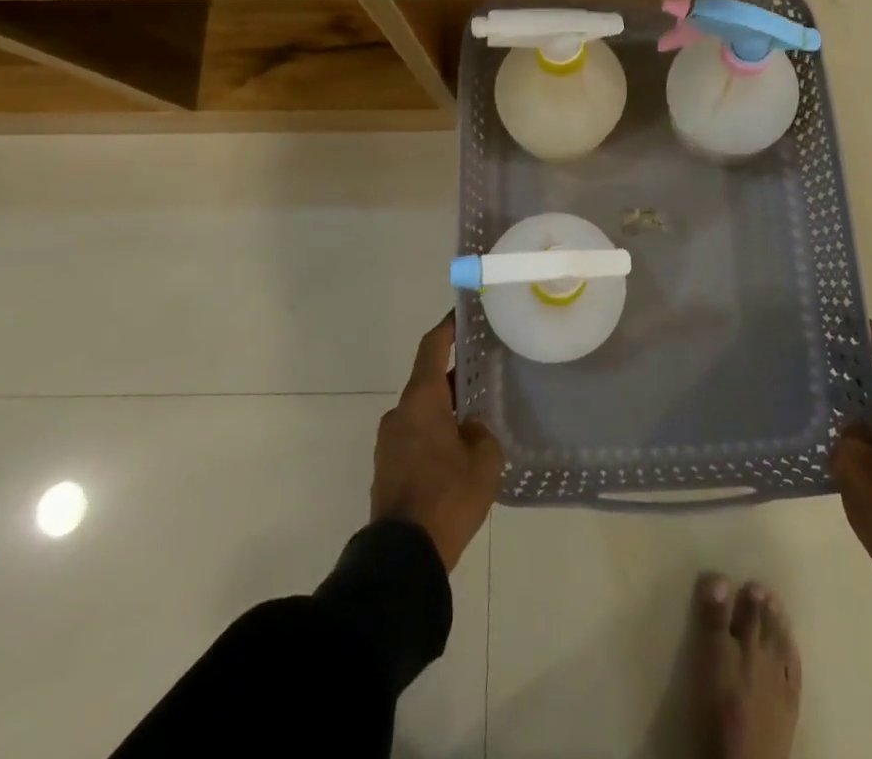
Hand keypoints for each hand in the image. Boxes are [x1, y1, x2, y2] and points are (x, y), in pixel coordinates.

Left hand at [371, 314, 503, 572]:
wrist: (403, 556)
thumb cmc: (447, 497)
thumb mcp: (484, 461)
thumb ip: (482, 433)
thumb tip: (472, 428)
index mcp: (421, 400)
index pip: (432, 347)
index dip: (448, 327)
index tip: (463, 313)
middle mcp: (400, 412)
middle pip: (428, 379)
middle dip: (454, 374)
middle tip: (484, 370)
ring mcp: (389, 441)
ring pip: (422, 410)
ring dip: (445, 407)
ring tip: (476, 413)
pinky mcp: (387, 466)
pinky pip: (415, 435)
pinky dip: (435, 431)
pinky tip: (459, 448)